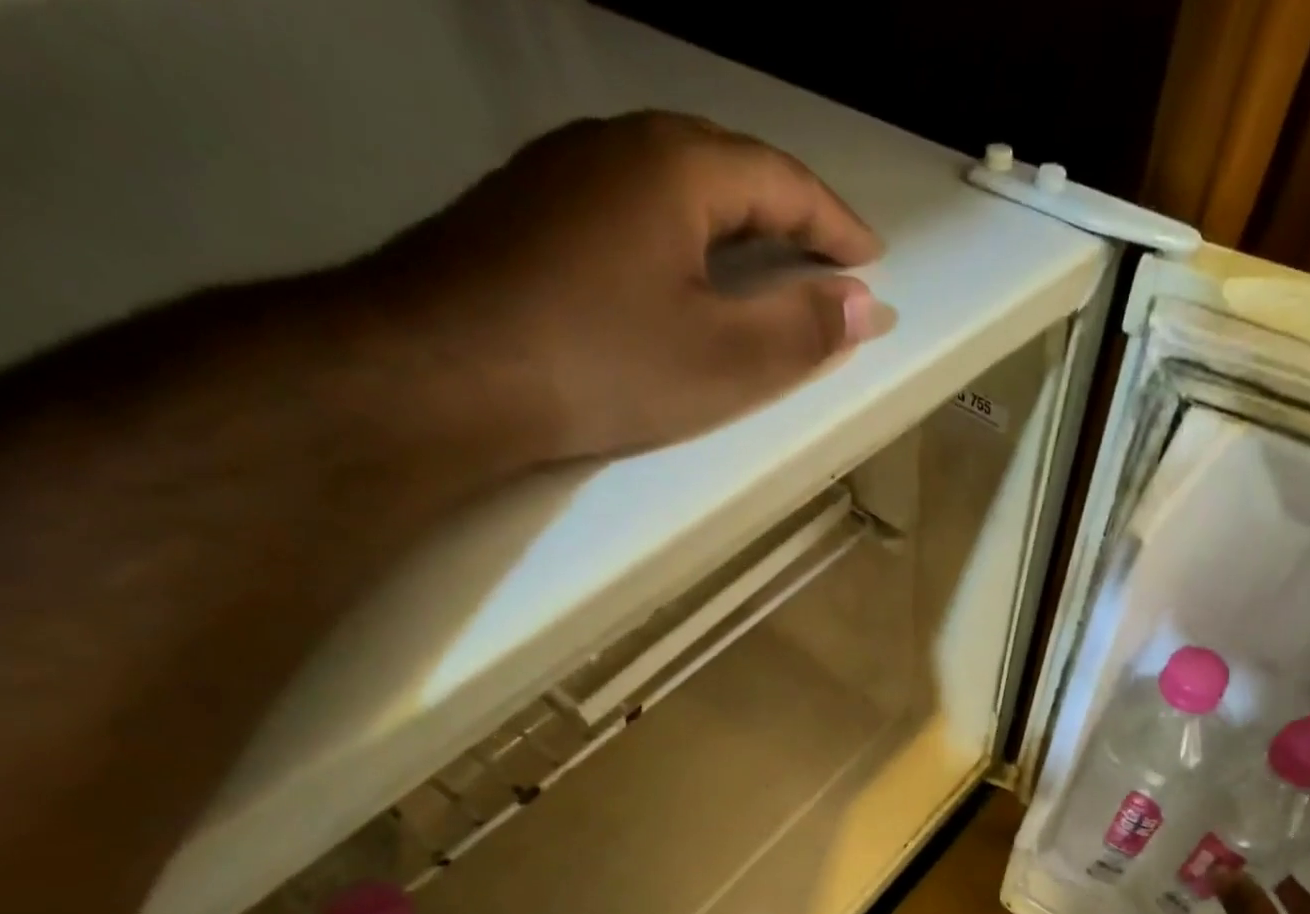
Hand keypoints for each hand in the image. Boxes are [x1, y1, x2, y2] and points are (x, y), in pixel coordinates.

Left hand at [370, 111, 890, 462]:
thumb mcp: (724, 360)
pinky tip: (676, 273)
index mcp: (677, 166)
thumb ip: (802, 331)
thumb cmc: (602, 363)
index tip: (872, 262)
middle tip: (824, 260)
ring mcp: (560, 173)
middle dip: (787, 214)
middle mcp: (616, 144)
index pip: (783, 180)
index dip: (836, 224)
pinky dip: (677, 237)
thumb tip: (867, 306)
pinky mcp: (523, 212)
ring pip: (671, 185)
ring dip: (730, 222)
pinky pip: (628, 209)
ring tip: (762, 264)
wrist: (438, 373)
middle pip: (727, 168)